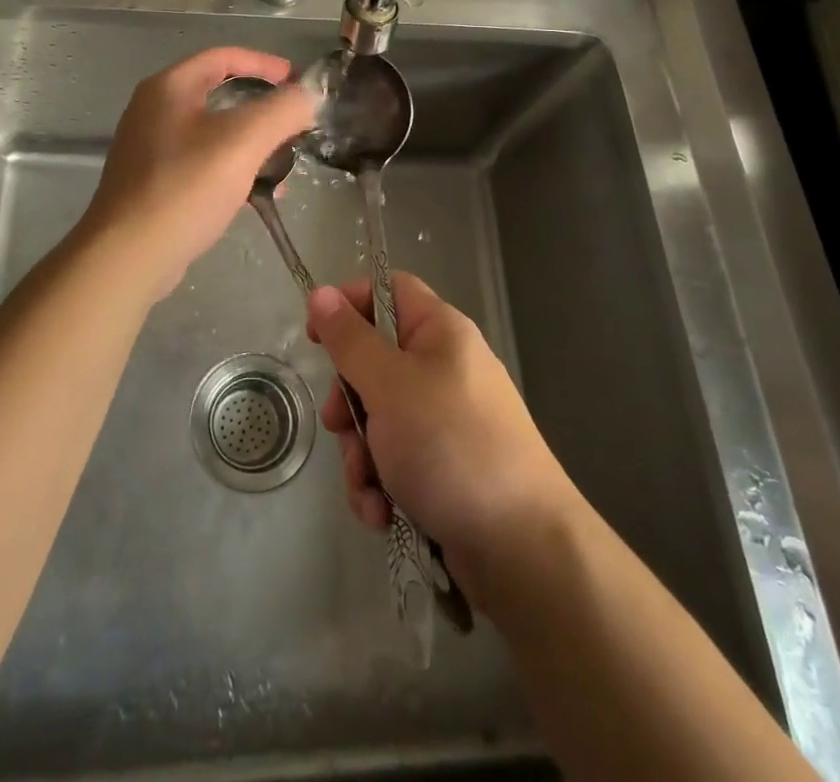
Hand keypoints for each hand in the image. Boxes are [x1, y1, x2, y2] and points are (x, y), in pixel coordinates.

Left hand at [77, 48, 316, 299]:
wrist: (127, 255)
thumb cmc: (185, 187)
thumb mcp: (243, 141)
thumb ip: (282, 110)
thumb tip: (309, 95)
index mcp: (169, 87)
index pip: (223, 56)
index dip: (264, 64)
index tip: (297, 82)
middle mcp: (153, 109)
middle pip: (217, 92)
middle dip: (261, 107)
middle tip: (293, 123)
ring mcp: (148, 146)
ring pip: (211, 131)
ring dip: (250, 141)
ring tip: (282, 163)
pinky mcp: (150, 181)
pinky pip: (200, 161)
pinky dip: (230, 167)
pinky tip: (254, 194)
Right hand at [306, 273, 580, 606]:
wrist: (523, 548)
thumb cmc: (450, 445)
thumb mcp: (389, 385)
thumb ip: (350, 340)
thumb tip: (321, 293)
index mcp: (440, 332)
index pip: (388, 290)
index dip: (349, 304)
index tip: (316, 337)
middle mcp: (444, 369)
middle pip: (374, 361)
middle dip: (348, 401)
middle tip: (339, 425)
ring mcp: (445, 421)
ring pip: (378, 418)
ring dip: (360, 453)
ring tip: (369, 486)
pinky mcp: (444, 468)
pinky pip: (395, 460)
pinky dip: (380, 485)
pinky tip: (382, 513)